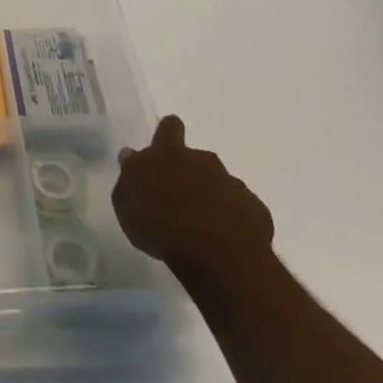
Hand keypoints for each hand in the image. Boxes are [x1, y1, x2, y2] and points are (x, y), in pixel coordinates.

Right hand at [113, 115, 274, 285]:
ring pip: (221, 184)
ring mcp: (232, 184)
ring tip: (203, 228)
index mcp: (168, 153)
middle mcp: (202, 160)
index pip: (168, 127)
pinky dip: (234, 221)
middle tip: (180, 199)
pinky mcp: (255, 211)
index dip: (167, 133)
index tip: (164, 146)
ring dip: (213, 199)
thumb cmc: (160, 225)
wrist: (217, 254)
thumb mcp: (126, 203)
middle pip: (197, 157)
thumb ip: (130, 178)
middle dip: (191, 173)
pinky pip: (242, 211)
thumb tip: (132, 158)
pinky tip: (226, 242)